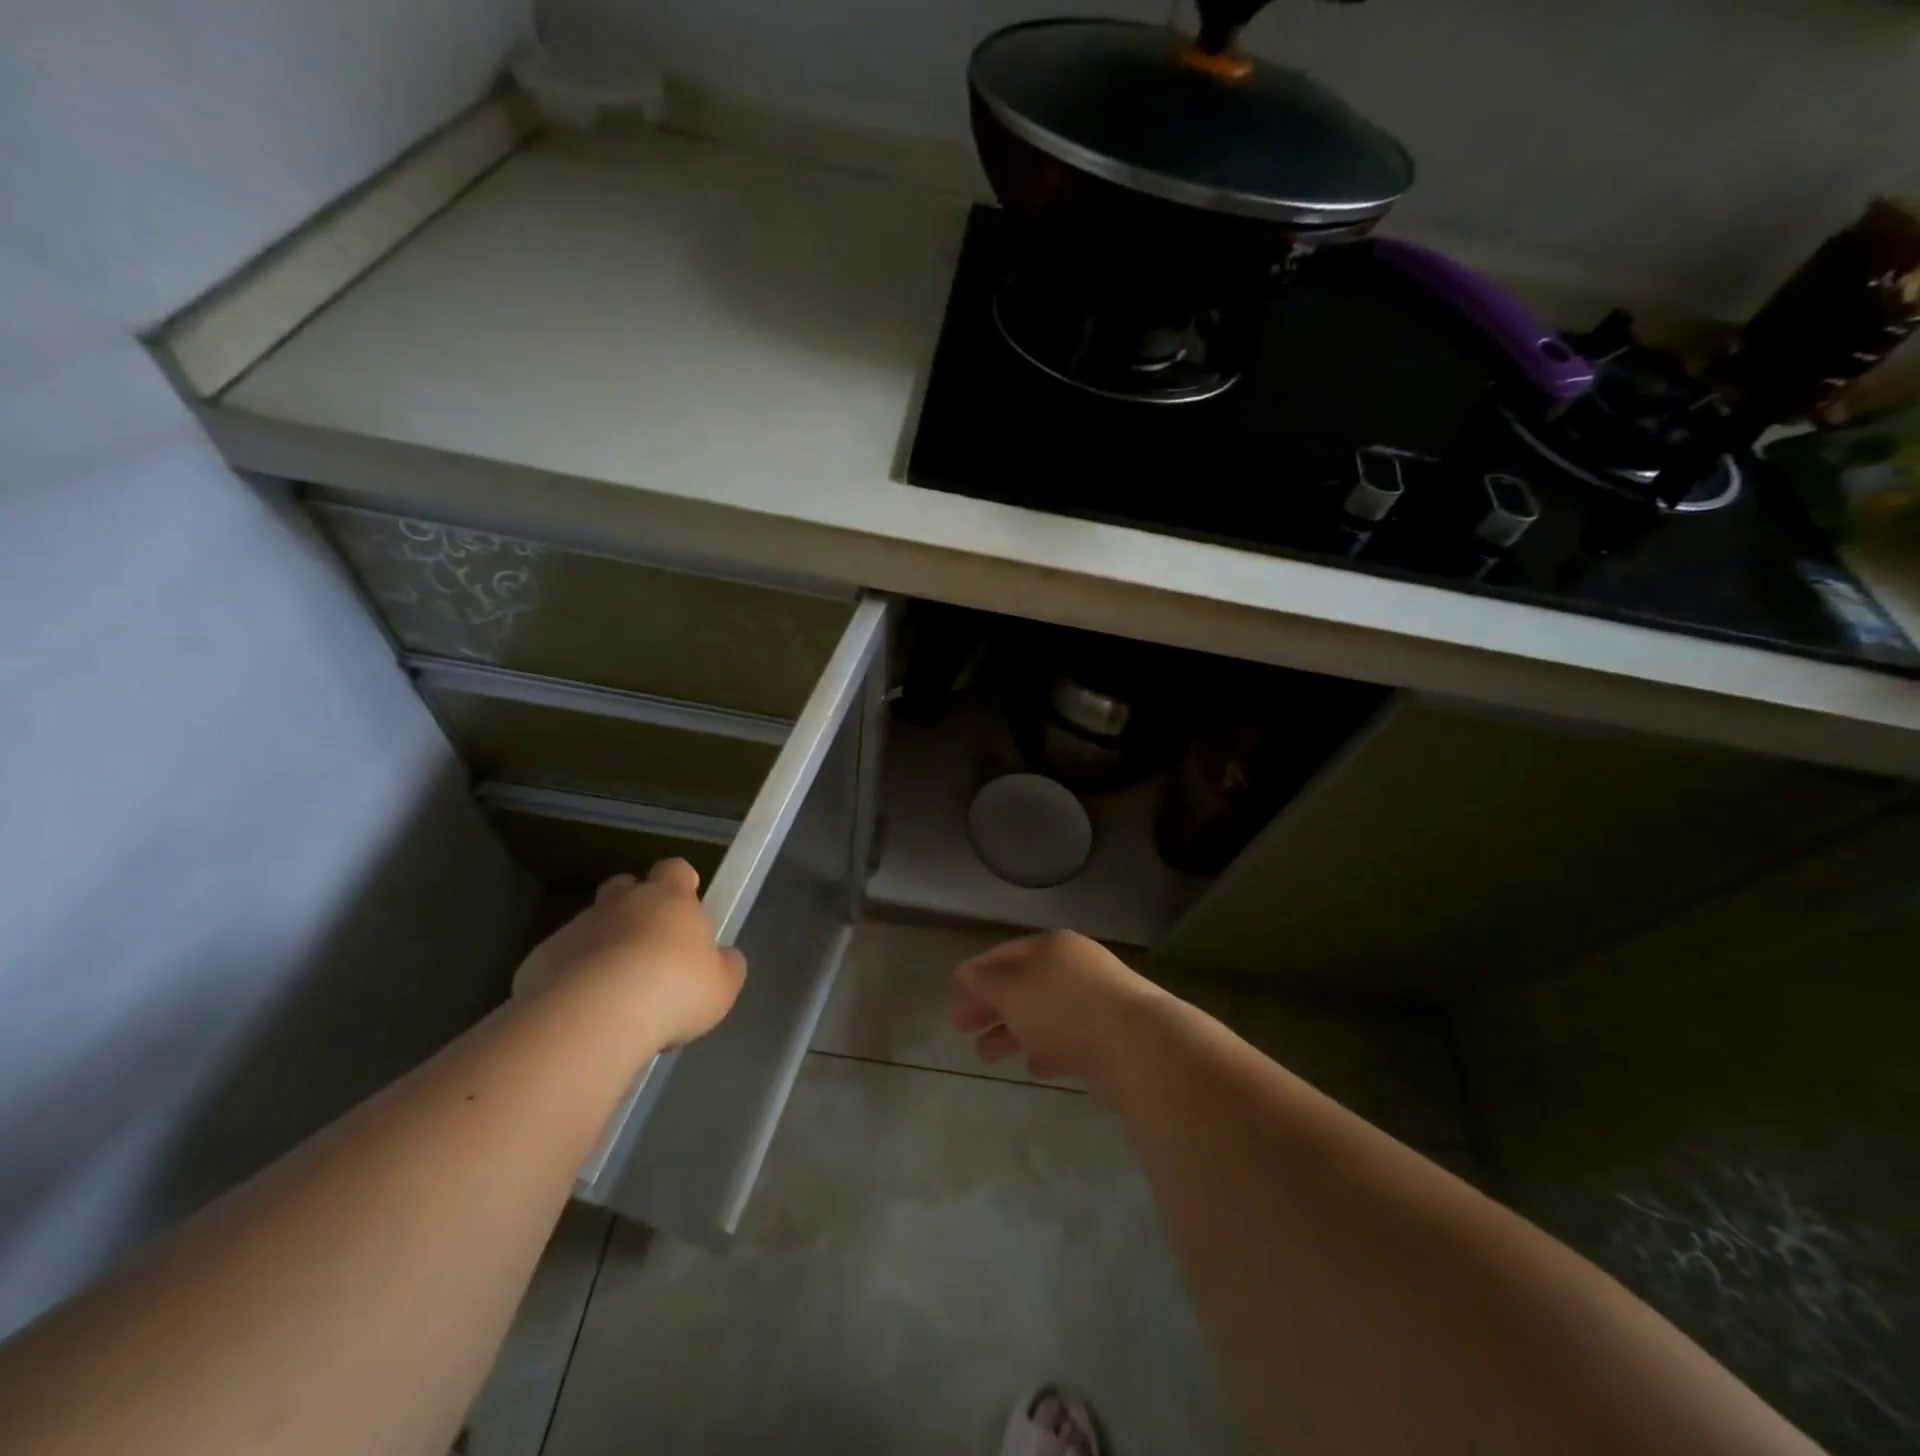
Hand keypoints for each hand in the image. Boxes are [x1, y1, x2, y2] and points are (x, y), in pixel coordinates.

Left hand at [514, 859, 746, 1046]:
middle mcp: (622, 902)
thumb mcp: (722, 986)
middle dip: (633, 908)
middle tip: (647, 948)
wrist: (595, 1016)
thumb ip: (725, 966)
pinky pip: (560, 960)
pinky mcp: (540, 959)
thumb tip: (724, 958)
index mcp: (669, 898)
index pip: (675, 869)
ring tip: (614, 993)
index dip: (680, 883)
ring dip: (601, 947)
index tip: (685, 904)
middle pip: (625, 887)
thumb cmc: (674, 990)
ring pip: (591, 925)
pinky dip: (570, 978)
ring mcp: (577, 927)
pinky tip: (582, 1012)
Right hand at [950, 930, 1168, 1090]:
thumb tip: (966, 973)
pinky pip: (1068, 1039)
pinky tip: (1033, 1067)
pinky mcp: (1110, 1037)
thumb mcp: (1013, 991)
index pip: (1005, 953)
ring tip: (985, 1055)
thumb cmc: (1063, 1008)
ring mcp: (1096, 1002)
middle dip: (991, 1006)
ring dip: (1013, 1033)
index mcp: (1052, 947)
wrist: (1136, 1044)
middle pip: (1023, 985)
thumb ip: (986, 982)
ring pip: (1044, 1015)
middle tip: (960, 1026)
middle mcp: (1075, 968)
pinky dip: (1047, 1049)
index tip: (954, 989)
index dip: (977, 970)